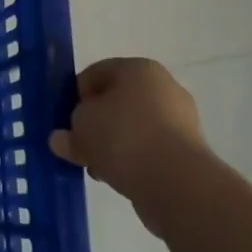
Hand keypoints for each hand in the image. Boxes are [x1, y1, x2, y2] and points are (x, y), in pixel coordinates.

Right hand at [49, 57, 206, 224]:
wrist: (177, 183)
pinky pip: (150, 151)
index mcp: (138, 68)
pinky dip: (133, 161)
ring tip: (96, 168)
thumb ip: (68, 130)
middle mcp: (164, 87)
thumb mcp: (81, 126)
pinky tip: (118, 178)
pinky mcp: (189, 153)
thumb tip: (62, 139)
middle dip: (95, 124)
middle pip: (116, 103)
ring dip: (112, 146)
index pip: (95, 74)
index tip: (66, 121)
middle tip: (79, 146)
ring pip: (133, 129)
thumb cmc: (123, 136)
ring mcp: (181, 121)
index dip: (75, 97)